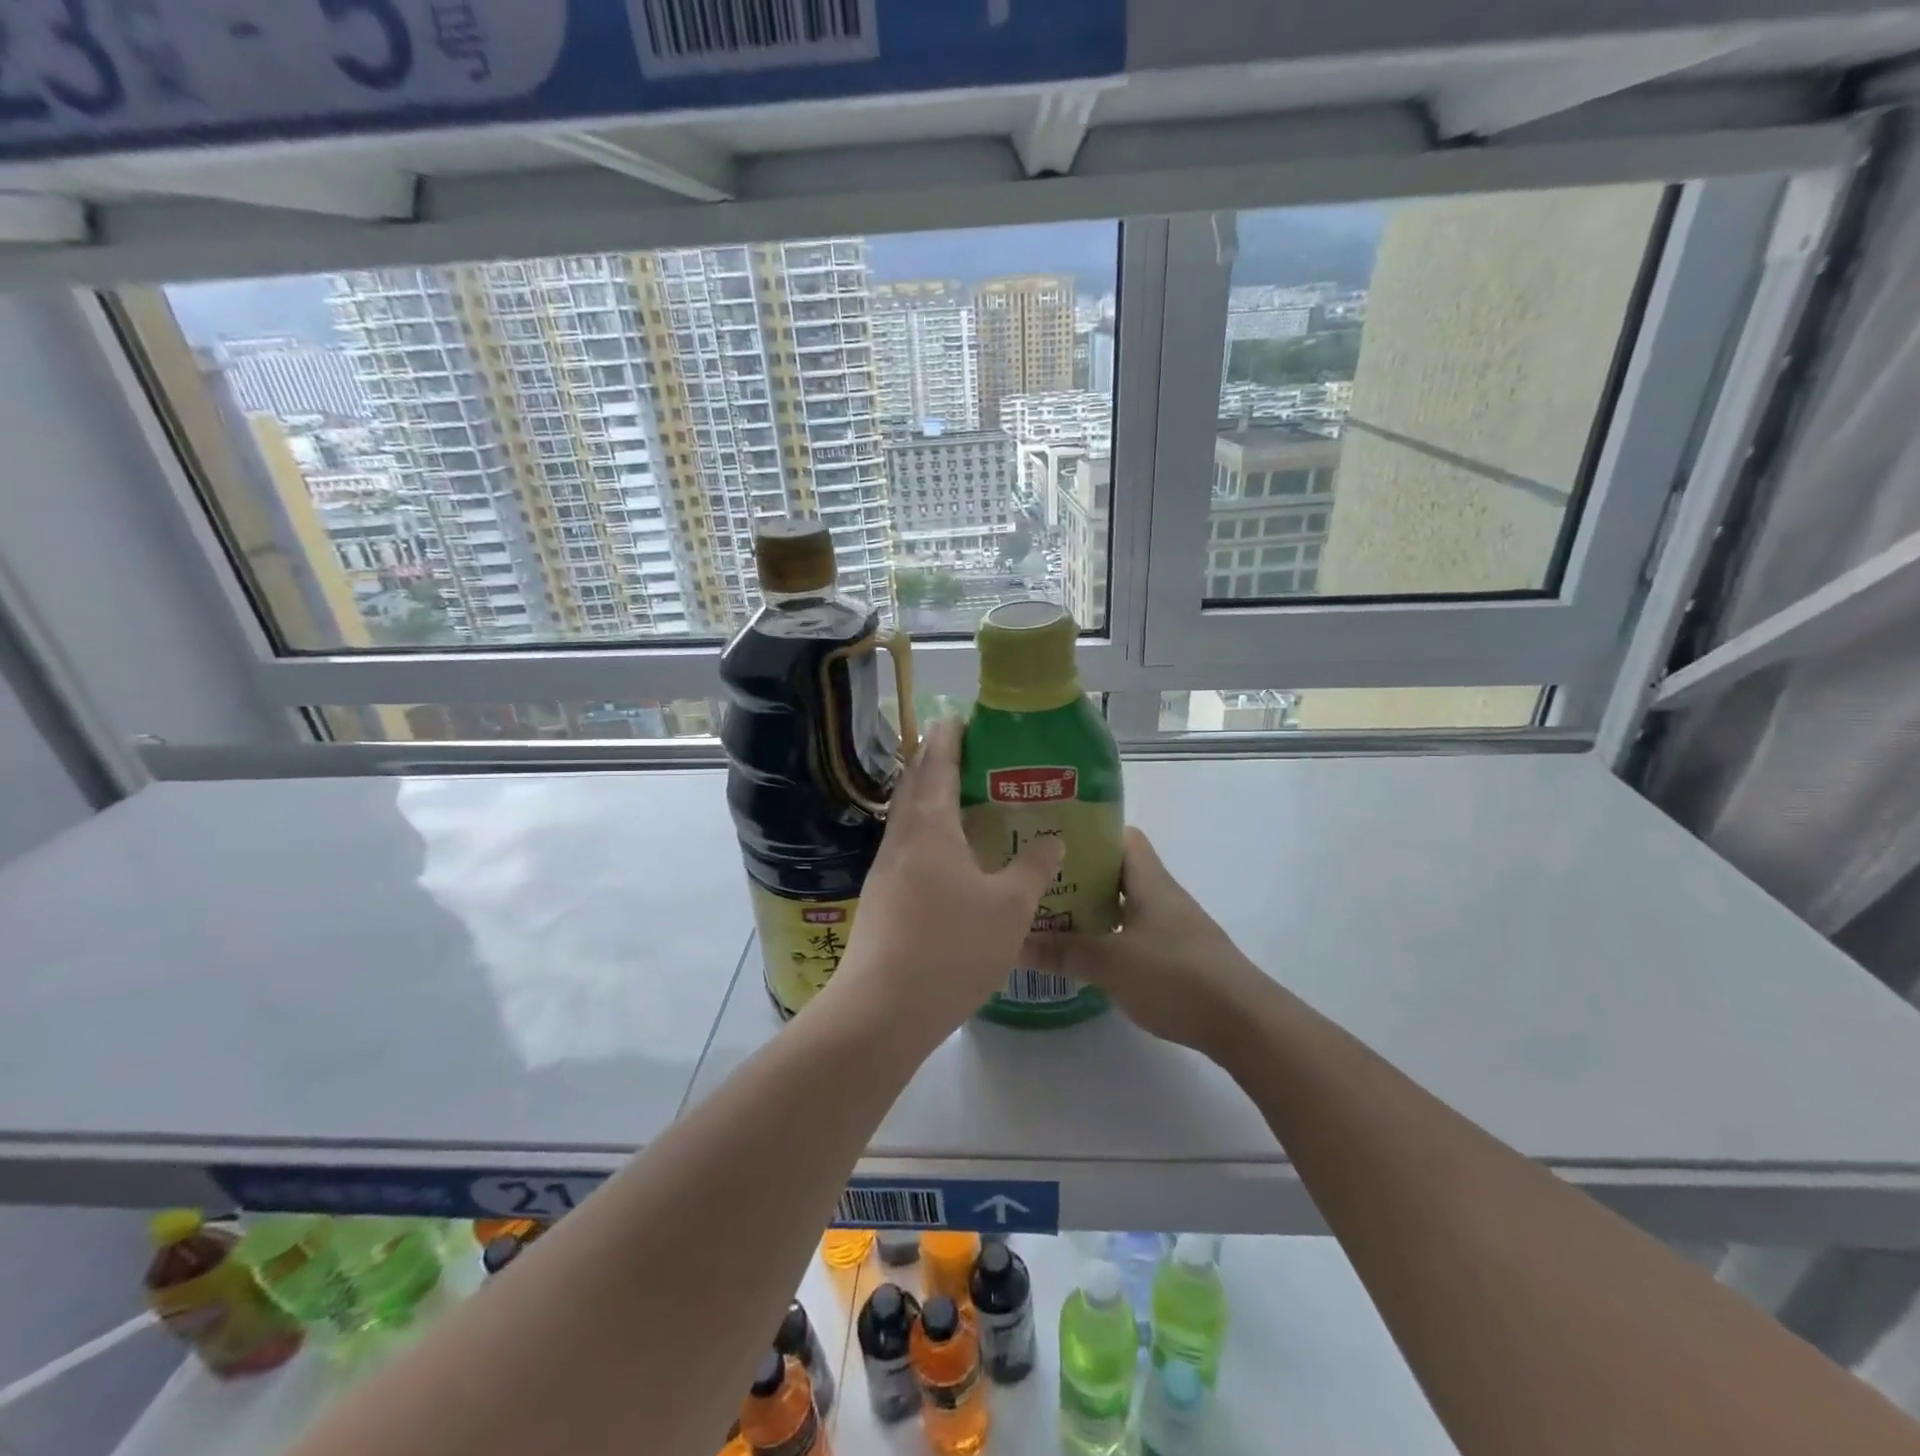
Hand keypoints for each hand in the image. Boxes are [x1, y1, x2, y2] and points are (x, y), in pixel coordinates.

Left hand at [827, 719, 1063, 1047]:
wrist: (883, 1008)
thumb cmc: (952, 947)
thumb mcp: (1009, 908)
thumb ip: (1032, 868)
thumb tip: (1052, 838)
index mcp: (930, 829)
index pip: (937, 767)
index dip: (948, 740)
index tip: (956, 717)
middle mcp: (901, 840)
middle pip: (913, 786)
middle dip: (930, 760)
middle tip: (956, 747)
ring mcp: (884, 870)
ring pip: (904, 818)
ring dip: (924, 797)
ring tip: (952, 795)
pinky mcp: (879, 899)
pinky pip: (903, 847)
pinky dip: (922, 833)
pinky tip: (940, 855)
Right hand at [1023, 827, 1265, 1057]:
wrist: (1243, 1022)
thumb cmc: (1176, 976)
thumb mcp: (1110, 963)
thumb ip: (1062, 951)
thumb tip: (1014, 943)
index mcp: (1148, 880)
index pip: (1119, 836)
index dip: (1087, 833)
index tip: (1051, 841)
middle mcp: (1160, 895)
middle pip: (1115, 870)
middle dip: (1077, 874)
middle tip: (1037, 882)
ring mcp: (1170, 926)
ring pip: (1122, 904)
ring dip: (1090, 908)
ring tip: (1049, 916)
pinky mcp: (1175, 956)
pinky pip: (1131, 932)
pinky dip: (1107, 936)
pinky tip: (1083, 954)